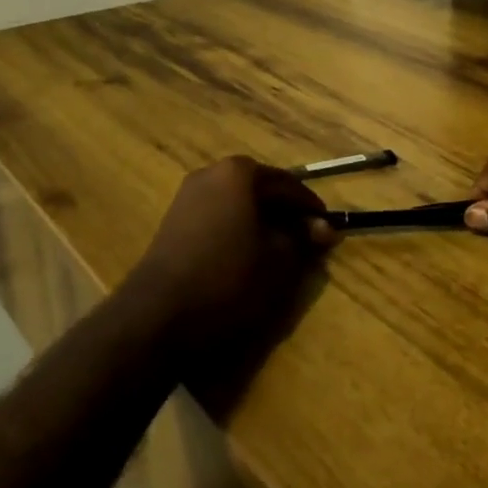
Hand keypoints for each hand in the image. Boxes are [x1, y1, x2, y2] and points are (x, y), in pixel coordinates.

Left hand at [124, 156, 335, 376]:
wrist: (158, 315)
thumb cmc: (228, 279)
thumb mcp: (279, 261)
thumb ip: (304, 239)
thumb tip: (324, 229)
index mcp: (240, 173)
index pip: (289, 185)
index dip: (312, 209)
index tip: (329, 231)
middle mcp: (211, 173)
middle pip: (261, 190)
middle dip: (285, 214)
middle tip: (307, 242)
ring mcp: (187, 196)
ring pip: (238, 204)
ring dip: (261, 223)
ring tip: (279, 253)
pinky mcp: (173, 221)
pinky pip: (217, 217)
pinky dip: (237, 231)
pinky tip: (246, 258)